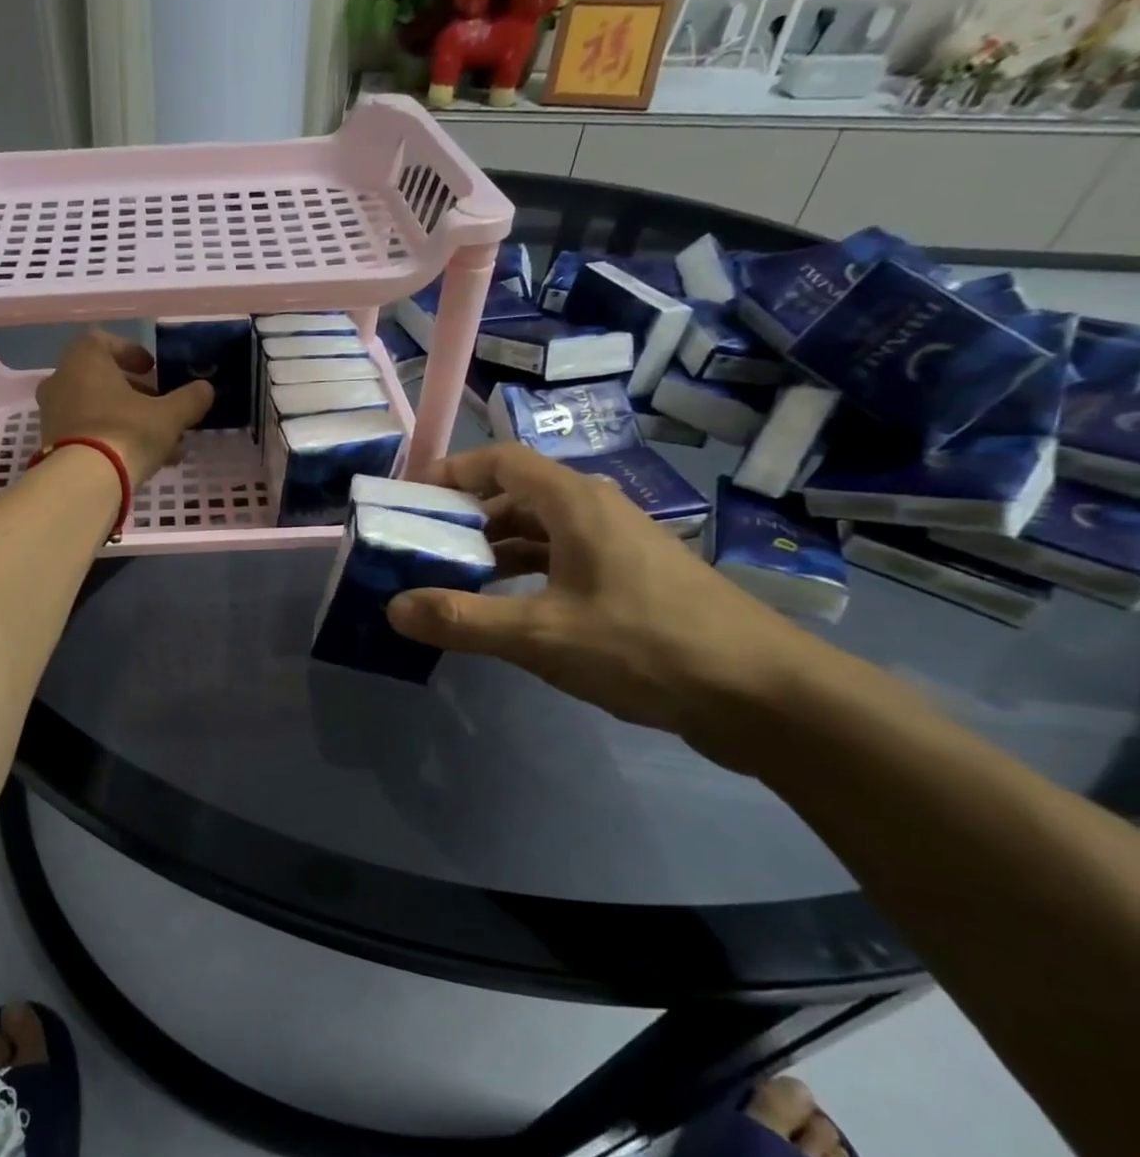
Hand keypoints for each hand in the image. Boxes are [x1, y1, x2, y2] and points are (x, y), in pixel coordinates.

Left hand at [35, 330, 214, 486]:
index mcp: (84, 360)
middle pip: (101, 378)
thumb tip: (205, 389)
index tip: (151, 369)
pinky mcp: (52, 445)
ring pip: (96, 409)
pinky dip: (111, 440)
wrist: (83, 482)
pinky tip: (141, 462)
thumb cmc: (126, 432)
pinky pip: (86, 434)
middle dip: (133, 392)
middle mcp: (62, 381)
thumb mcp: (169, 416)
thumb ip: (190, 399)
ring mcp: (53, 415)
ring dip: (126, 420)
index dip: (130, 352)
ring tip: (159, 442)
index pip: (103, 341)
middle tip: (159, 407)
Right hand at [385, 444, 828, 755]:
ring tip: (449, 583)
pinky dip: (523, 577)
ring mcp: (617, 548)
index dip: (451, 472)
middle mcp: (595, 513)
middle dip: (463, 519)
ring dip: (492, 552)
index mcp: (575, 504)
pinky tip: (504, 611)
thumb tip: (393, 607)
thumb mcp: (541, 635)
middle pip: (515, 496)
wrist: (763, 695)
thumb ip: (462, 620)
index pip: (501, 461)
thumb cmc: (646, 646)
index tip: (410, 500)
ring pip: (538, 533)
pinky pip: (560, 563)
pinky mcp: (631, 582)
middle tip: (419, 551)